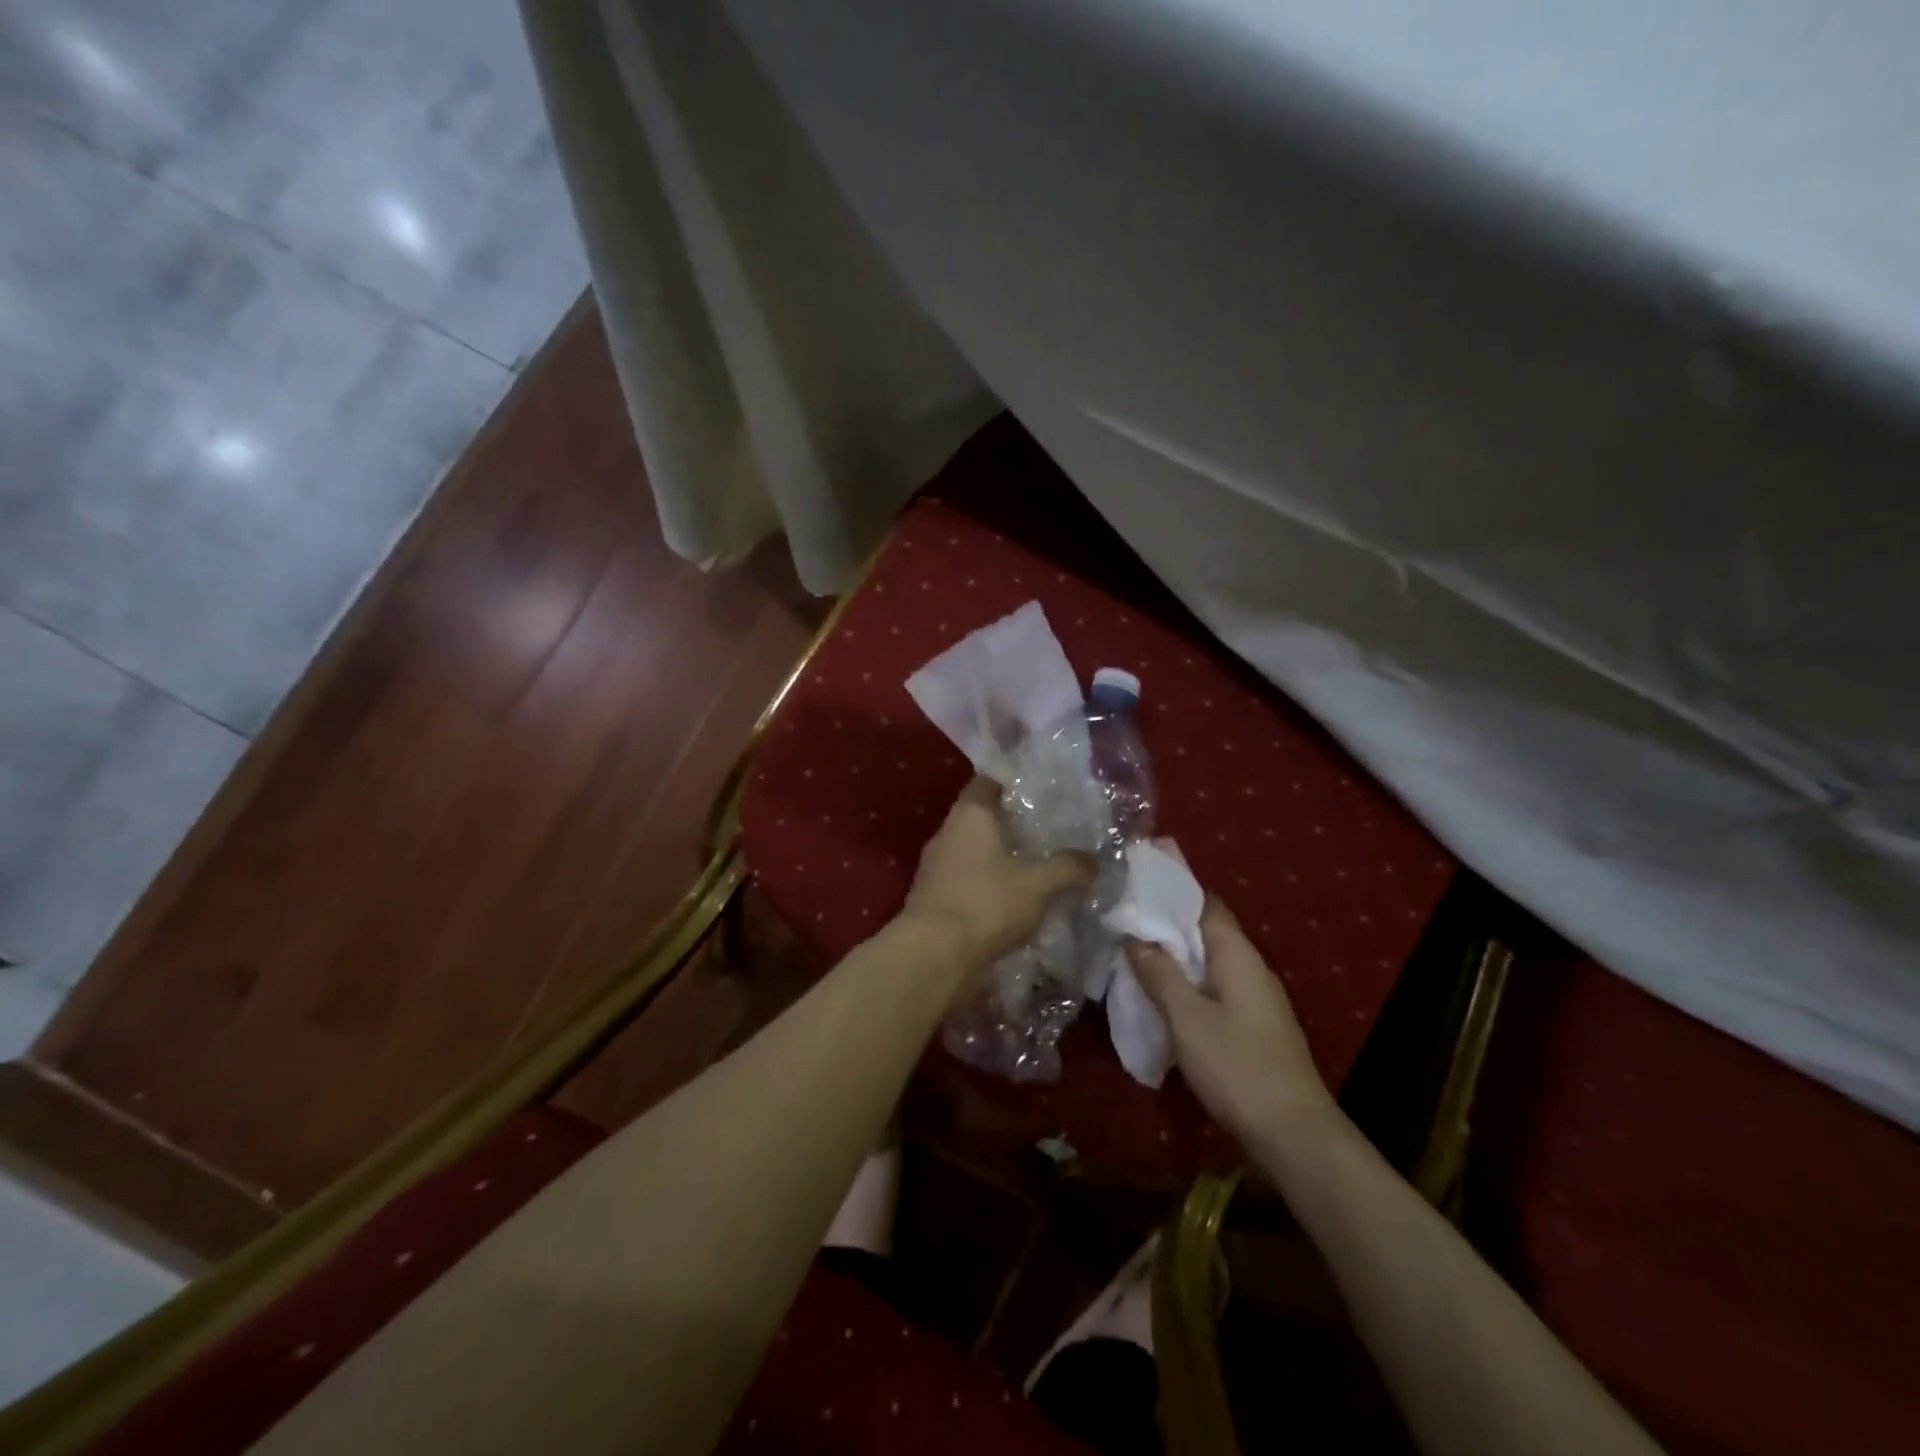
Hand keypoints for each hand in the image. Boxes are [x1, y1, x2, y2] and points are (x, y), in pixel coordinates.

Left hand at [901, 778, 1093, 984]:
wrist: (933, 956)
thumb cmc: (986, 904)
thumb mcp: (1038, 885)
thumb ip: (1068, 868)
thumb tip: (1094, 860)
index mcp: (969, 815)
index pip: (987, 782)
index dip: (1011, 782)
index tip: (1038, 789)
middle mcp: (947, 833)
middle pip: (980, 817)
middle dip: (1010, 823)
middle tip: (1045, 829)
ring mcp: (935, 866)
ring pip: (973, 851)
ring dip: (998, 857)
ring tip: (1033, 865)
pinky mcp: (933, 897)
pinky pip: (965, 880)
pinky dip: (986, 884)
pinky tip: (1011, 899)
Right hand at [1128, 898, 1336, 1150]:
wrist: (1294, 1135)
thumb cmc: (1237, 1067)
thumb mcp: (1187, 1018)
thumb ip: (1160, 974)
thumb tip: (1136, 938)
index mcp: (1238, 955)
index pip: (1205, 904)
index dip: (1171, 893)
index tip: (1134, 888)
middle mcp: (1251, 968)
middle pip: (1205, 933)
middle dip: (1165, 927)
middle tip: (1121, 924)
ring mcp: (1256, 999)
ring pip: (1208, 964)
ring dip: (1175, 960)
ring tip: (1132, 958)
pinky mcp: (1253, 1026)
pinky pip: (1214, 990)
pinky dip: (1187, 986)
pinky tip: (1161, 999)